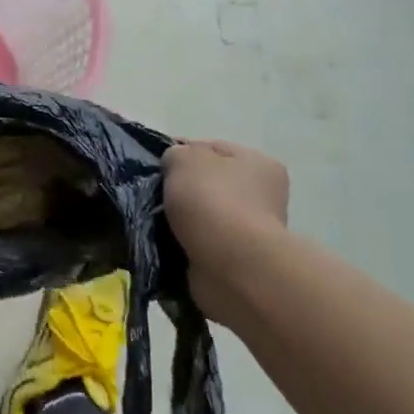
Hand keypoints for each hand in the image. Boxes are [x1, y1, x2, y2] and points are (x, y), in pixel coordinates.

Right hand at [164, 140, 288, 318]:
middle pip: (208, 183)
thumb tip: (173, 165)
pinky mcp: (236, 258)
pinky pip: (200, 241)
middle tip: (151, 194)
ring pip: (202, 214)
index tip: (152, 165)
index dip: (179, 152)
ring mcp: (251, 229)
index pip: (210, 148)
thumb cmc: (212, 201)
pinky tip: (165, 242)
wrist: (232, 265)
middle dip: (180, 189)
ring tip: (154, 221)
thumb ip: (175, 153)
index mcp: (257, 162)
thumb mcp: (184, 159)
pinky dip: (183, 242)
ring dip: (180, 218)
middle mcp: (262, 194)